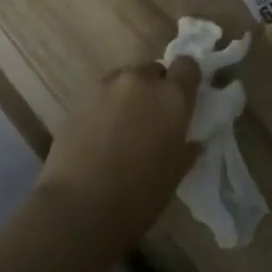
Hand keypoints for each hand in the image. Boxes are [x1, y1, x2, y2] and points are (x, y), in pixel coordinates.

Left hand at [35, 57, 200, 251]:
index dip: (186, 78)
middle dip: (156, 87)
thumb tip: (192, 142)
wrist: (79, 205)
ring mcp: (108, 85)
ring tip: (124, 124)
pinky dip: (106, 104)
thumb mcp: (173, 176)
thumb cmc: (138, 197)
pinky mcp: (81, 96)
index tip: (184, 96)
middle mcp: (141, 81)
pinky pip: (102, 91)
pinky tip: (101, 131)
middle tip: (152, 117)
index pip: (187, 66)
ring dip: (130, 93)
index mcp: (172, 98)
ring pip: (126, 78)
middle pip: (154, 70)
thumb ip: (185, 150)